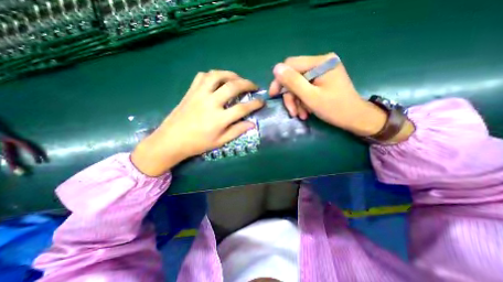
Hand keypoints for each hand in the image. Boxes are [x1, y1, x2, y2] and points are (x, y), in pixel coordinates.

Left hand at [130, 70, 263, 175]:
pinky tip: (218, 80)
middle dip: (247, 84)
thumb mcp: (220, 142)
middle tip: (254, 86)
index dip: (255, 104)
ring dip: (231, 74)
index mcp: (219, 119)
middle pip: (233, 86)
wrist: (171, 140)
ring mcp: (199, 94)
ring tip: (238, 79)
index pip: (243, 108)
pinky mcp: (191, 91)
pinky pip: (203, 76)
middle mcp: (211, 103)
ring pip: (218, 76)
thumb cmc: (197, 144)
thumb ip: (237, 131)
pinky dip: (213, 75)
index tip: (262, 101)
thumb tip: (252, 124)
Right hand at [270, 53, 385, 137]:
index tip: (274, 95)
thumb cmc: (335, 109)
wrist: (355, 118)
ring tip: (300, 115)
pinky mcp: (322, 80)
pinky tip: (305, 112)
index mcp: (321, 62)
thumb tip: (275, 68)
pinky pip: (305, 89)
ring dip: (297, 101)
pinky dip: (303, 101)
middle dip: (291, 96)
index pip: (291, 65)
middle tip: (292, 112)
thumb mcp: (311, 97)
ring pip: (299, 85)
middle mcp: (321, 63)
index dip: (280, 80)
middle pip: (295, 77)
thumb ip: (293, 82)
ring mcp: (322, 72)